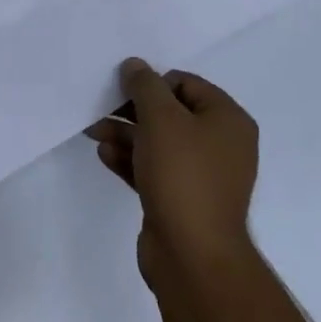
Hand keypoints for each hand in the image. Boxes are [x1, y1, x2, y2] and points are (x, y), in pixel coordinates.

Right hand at [87, 59, 259, 292]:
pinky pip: (154, 169)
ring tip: (93, 130)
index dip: (152, 83)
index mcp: (227, 120)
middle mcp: (221, 145)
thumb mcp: (160, 118)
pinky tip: (104, 154)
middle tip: (101, 107)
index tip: (122, 88)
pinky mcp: (182, 201)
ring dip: (126, 133)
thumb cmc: (182, 175)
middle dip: (132, 109)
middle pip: (170, 113)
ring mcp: (202, 176)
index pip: (186, 84)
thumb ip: (145, 86)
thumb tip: (135, 65)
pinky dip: (131, 160)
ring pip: (158, 143)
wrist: (192, 256)